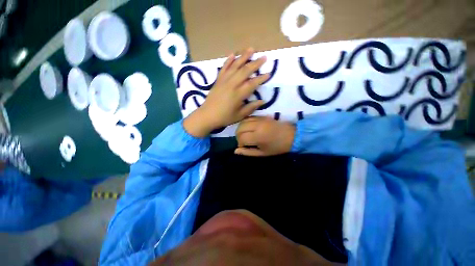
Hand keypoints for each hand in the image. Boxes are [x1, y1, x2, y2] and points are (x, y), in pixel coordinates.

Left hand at [184, 48, 269, 137]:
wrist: (207, 116)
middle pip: (245, 71)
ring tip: (251, 49)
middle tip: (264, 57)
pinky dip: (228, 61)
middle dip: (255, 63)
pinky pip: (224, 68)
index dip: (261, 78)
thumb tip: (262, 101)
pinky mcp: (218, 80)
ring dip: (243, 57)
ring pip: (235, 66)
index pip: (252, 83)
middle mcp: (232, 84)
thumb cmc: (225, 117)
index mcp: (238, 94)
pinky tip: (233, 54)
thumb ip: (251, 108)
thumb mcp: (240, 115)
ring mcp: (224, 81)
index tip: (268, 73)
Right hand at [235, 116, 295, 156]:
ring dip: (241, 128)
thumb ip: (248, 152)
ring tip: (245, 134)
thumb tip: (236, 151)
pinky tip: (249, 128)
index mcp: (258, 137)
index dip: (240, 143)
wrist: (291, 135)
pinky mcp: (262, 116)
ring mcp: (259, 119)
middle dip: (238, 135)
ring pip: (243, 121)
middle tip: (243, 140)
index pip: (241, 137)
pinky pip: (249, 118)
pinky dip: (245, 123)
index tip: (243, 146)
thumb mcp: (262, 153)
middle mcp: (257, 126)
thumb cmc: (277, 147)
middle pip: (240, 128)